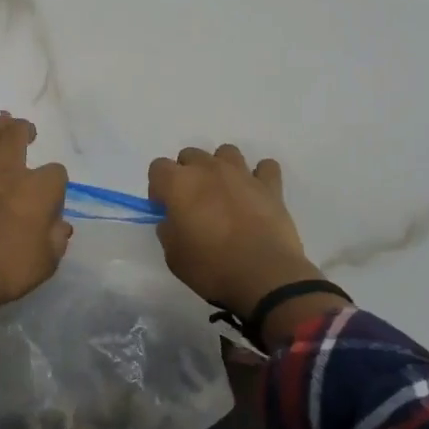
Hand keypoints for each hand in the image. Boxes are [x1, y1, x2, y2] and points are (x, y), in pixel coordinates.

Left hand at [0, 113, 70, 307]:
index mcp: (39, 190)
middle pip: (17, 137)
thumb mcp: (47, 261)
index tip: (52, 198)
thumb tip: (61, 224)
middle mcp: (9, 172)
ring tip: (2, 120)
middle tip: (27, 130)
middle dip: (25, 130)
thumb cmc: (8, 269)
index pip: (56, 173)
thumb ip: (57, 238)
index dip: (56, 183)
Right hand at [147, 145, 323, 317]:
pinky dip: (259, 177)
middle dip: (188, 174)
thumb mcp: (174, 256)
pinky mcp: (271, 186)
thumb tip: (173, 220)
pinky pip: (265, 167)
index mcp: (179, 184)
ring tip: (225, 194)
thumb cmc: (211, 268)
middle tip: (194, 204)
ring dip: (221, 168)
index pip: (158, 167)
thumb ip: (169, 230)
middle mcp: (209, 169)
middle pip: (190, 155)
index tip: (166, 208)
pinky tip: (256, 194)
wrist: (263, 276)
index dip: (159, 188)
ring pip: (226, 152)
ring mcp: (242, 174)